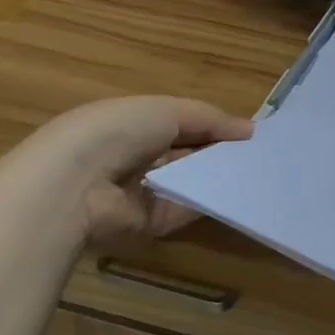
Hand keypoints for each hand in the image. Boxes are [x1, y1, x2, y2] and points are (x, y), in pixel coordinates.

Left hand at [29, 96, 252, 242]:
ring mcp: (139, 192)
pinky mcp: (146, 223)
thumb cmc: (119, 131)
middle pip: (185, 154)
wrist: (76, 184)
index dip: (213, 126)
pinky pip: (183, 210)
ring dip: (215, 177)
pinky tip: (235, 193)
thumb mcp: (169, 110)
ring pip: (188, 182)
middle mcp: (134, 157)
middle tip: (257, 154)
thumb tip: (251, 130)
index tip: (248, 132)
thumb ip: (210, 119)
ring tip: (254, 172)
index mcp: (132, 124)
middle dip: (217, 152)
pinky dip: (206, 202)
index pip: (180, 124)